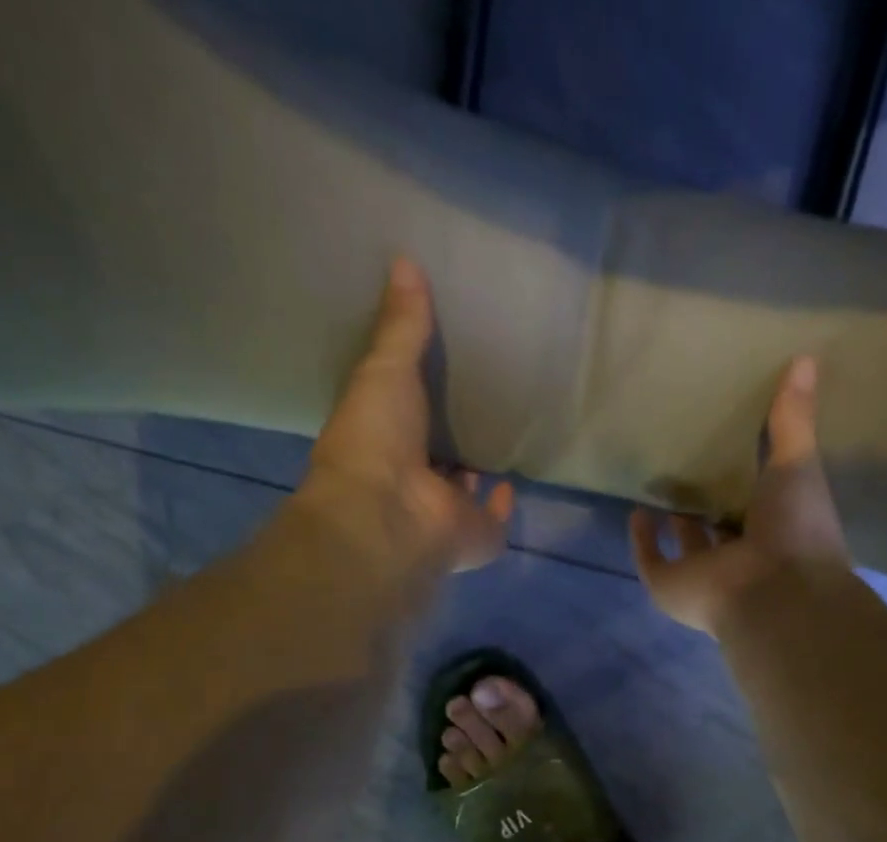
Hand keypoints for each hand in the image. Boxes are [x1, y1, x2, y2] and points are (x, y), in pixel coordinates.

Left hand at [291, 257, 512, 579]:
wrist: (391, 515)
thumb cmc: (375, 441)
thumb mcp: (384, 370)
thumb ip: (402, 326)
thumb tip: (406, 260)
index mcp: (381, 444)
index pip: (400, 420)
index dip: (413, 403)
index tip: (429, 378)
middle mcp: (411, 481)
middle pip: (433, 457)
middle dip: (448, 439)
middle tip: (469, 408)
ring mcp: (443, 513)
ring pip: (462, 491)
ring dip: (473, 472)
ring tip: (493, 438)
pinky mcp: (476, 536)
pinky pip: (493, 521)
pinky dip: (501, 505)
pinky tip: (510, 483)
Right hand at [630, 355, 849, 634]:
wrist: (774, 591)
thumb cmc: (796, 530)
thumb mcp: (798, 464)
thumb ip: (794, 418)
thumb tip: (806, 357)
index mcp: (776, 533)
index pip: (759, 505)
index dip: (747, 484)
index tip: (734, 451)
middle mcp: (740, 557)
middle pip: (719, 528)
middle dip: (708, 503)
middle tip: (693, 464)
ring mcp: (704, 575)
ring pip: (686, 546)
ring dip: (675, 520)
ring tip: (662, 481)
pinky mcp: (670, 585)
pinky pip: (651, 559)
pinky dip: (643, 539)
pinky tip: (637, 510)